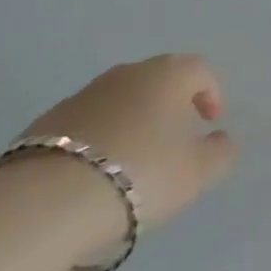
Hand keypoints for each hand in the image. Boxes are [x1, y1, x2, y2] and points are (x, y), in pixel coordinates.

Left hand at [17, 55, 237, 234]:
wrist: (46, 201)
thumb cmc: (139, 176)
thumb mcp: (195, 173)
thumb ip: (219, 154)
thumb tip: (224, 140)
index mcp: (168, 75)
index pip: (200, 70)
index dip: (211, 94)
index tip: (210, 125)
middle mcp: (128, 73)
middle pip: (159, 80)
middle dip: (170, 106)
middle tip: (173, 143)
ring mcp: (84, 93)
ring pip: (120, 100)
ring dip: (132, 121)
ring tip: (131, 163)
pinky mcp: (47, 121)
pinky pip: (87, 123)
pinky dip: (98, 139)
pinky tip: (93, 175)